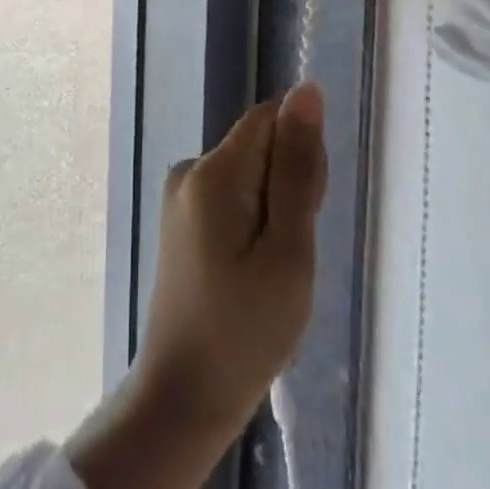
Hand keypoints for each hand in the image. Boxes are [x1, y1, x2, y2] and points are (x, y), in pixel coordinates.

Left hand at [135, 80, 327, 428]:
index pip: (270, 119)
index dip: (300, 155)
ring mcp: (182, 195)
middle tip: (290, 253)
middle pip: (260, 144)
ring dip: (275, 208)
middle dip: (289, 185)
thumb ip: (298, 167)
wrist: (184, 397)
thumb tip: (307, 91)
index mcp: (213, 171)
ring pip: (251, 172)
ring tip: (272, 270)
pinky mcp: (183, 219)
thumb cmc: (246, 330)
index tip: (306, 211)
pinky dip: (255, 222)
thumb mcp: (288, 250)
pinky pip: (233, 195)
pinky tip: (253, 269)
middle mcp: (191, 169)